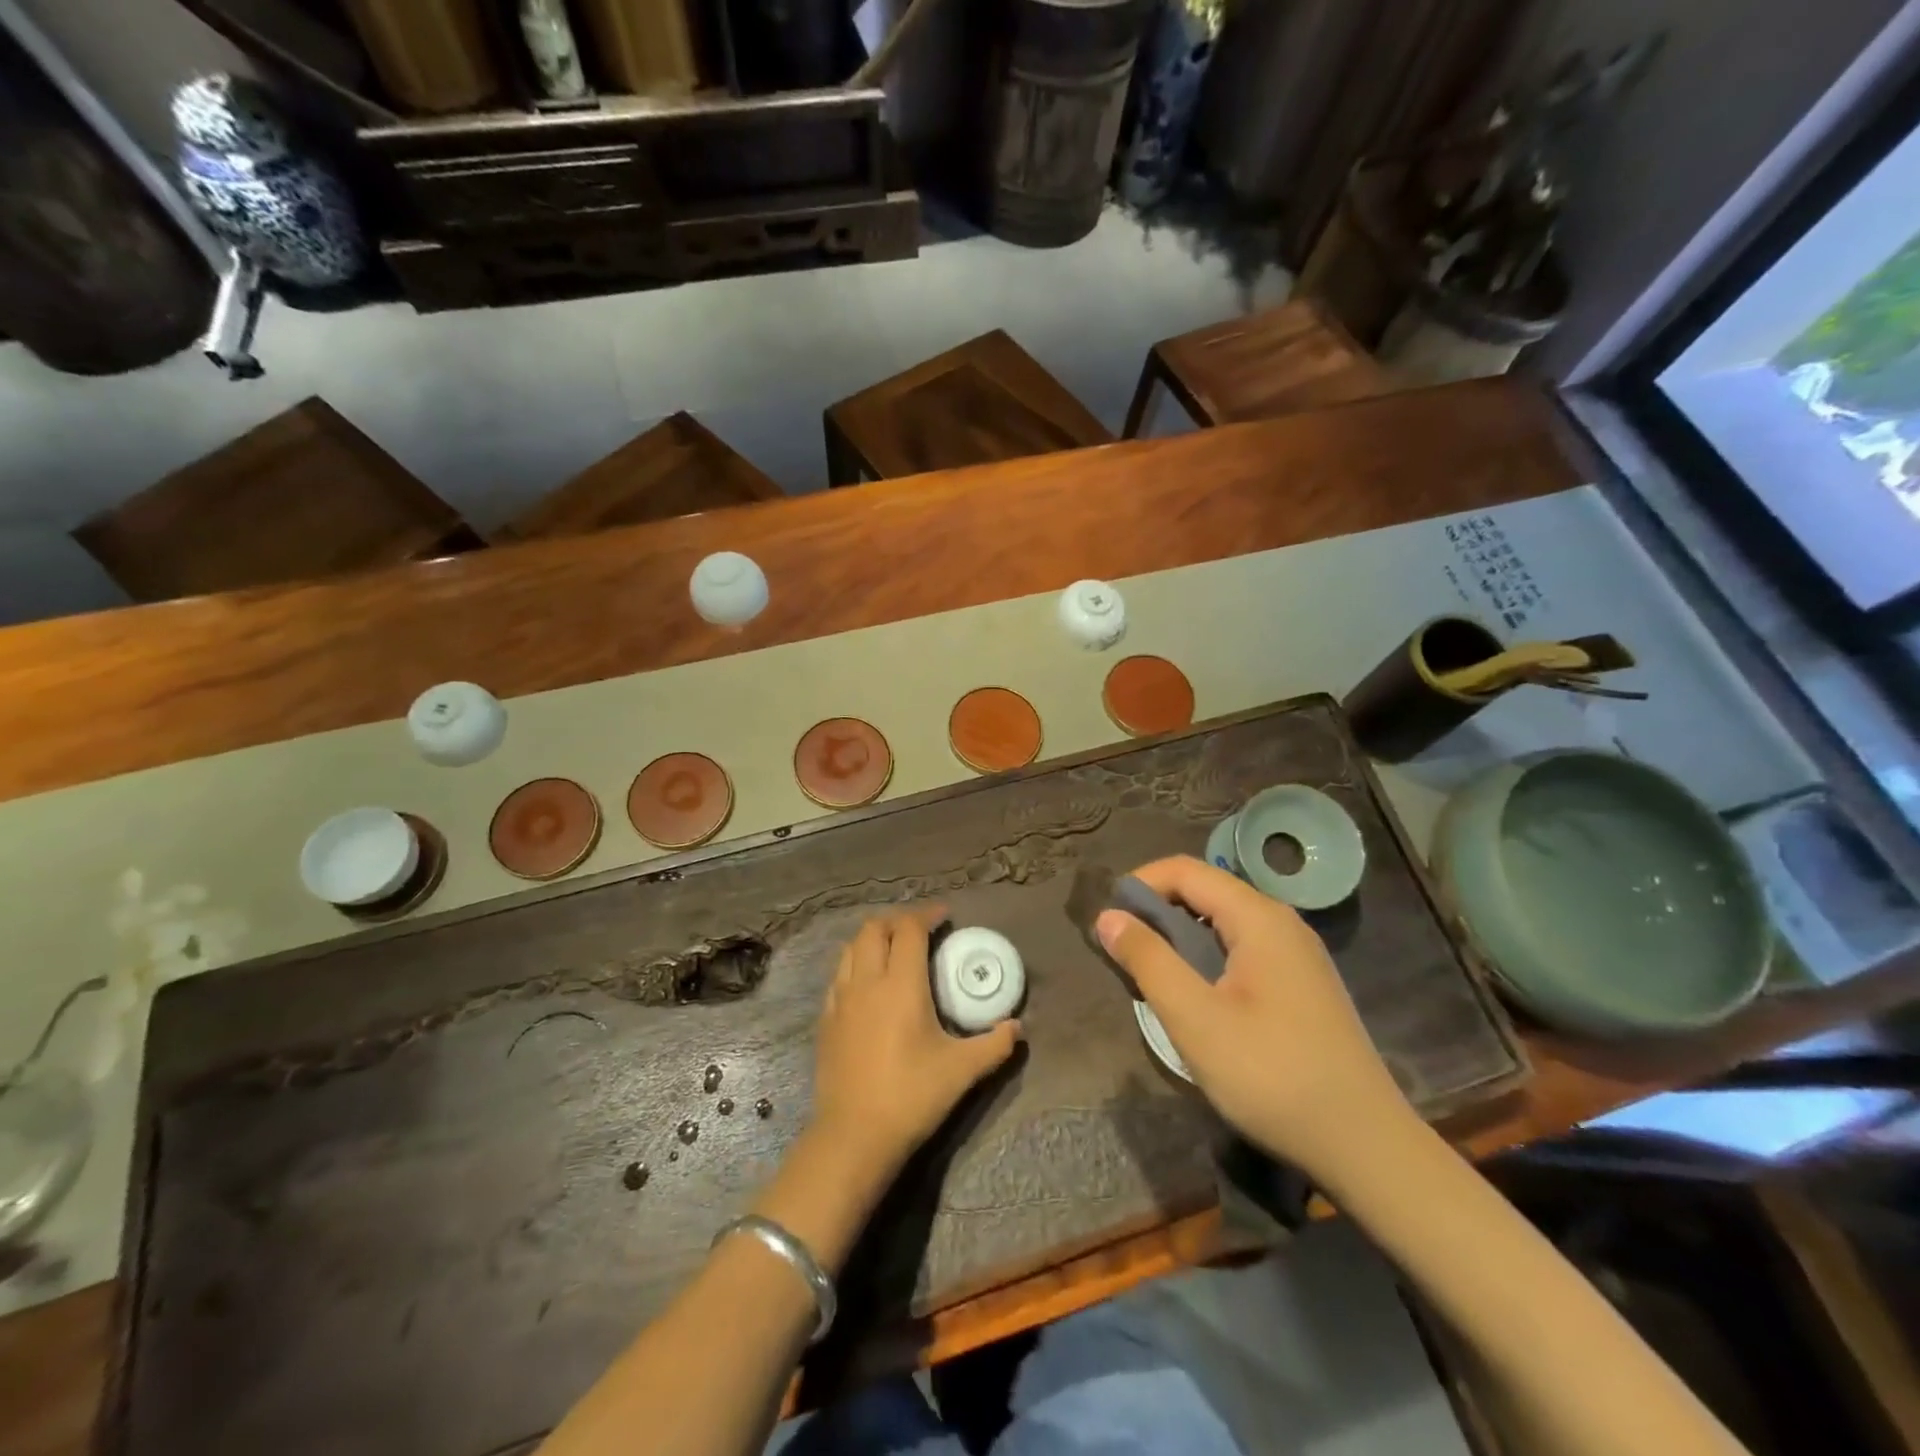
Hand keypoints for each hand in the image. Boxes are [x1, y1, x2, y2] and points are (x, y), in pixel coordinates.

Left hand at [811, 909, 1020, 1175]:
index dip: (927, 915)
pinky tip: (868, 984)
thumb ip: (994, 1045)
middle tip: (920, 930)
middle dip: (898, 920)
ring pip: (851, 948)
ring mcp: (841, 999)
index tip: (944, 916)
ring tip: (894, 949)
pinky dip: (856, 964)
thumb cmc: (911, 1097)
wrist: (853, 1136)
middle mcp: (867, 981)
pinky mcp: (826, 1020)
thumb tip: (1017, 1027)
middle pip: (874, 928)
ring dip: (874, 938)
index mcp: (900, 985)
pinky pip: (839, 975)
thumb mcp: (962, 1071)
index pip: (909, 929)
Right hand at [1095, 856, 1415, 1183]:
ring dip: (1180, 938)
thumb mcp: (1195, 1018)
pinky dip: (1206, 959)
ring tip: (1153, 978)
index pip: (1185, 870)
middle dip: (1156, 912)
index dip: (1140, 885)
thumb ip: (1148, 960)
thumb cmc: (1272, 1076)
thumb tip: (1108, 916)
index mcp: (1258, 917)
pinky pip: (1242, 950)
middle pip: (1205, 892)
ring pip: (1222, 923)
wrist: (1366, 1147)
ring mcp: (1297, 954)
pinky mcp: (1302, 985)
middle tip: (1124, 955)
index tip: (1108, 923)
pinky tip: (1197, 999)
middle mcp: (1281, 923)